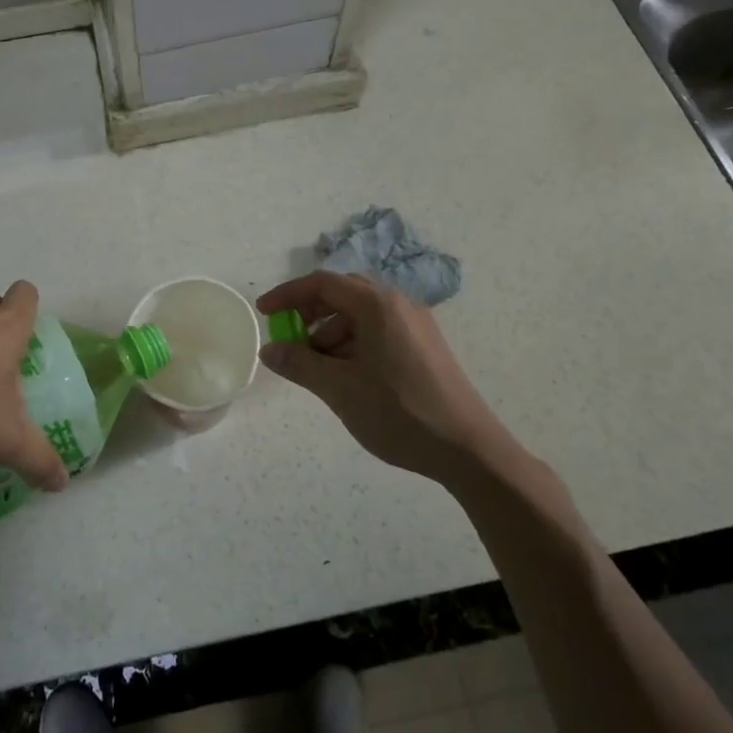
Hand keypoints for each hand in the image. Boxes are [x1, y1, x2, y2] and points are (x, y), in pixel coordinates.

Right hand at [257, 271, 506, 488]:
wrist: (468, 449)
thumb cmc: (399, 412)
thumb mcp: (339, 389)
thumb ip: (299, 364)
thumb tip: (269, 350)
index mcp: (377, 304)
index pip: (322, 283)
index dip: (288, 295)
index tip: (264, 313)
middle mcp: (398, 304)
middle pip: (343, 294)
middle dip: (310, 314)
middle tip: (290, 341)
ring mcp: (415, 324)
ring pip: (361, 315)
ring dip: (331, 334)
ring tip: (318, 370)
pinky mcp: (425, 346)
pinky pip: (379, 331)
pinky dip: (354, 344)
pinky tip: (348, 377)